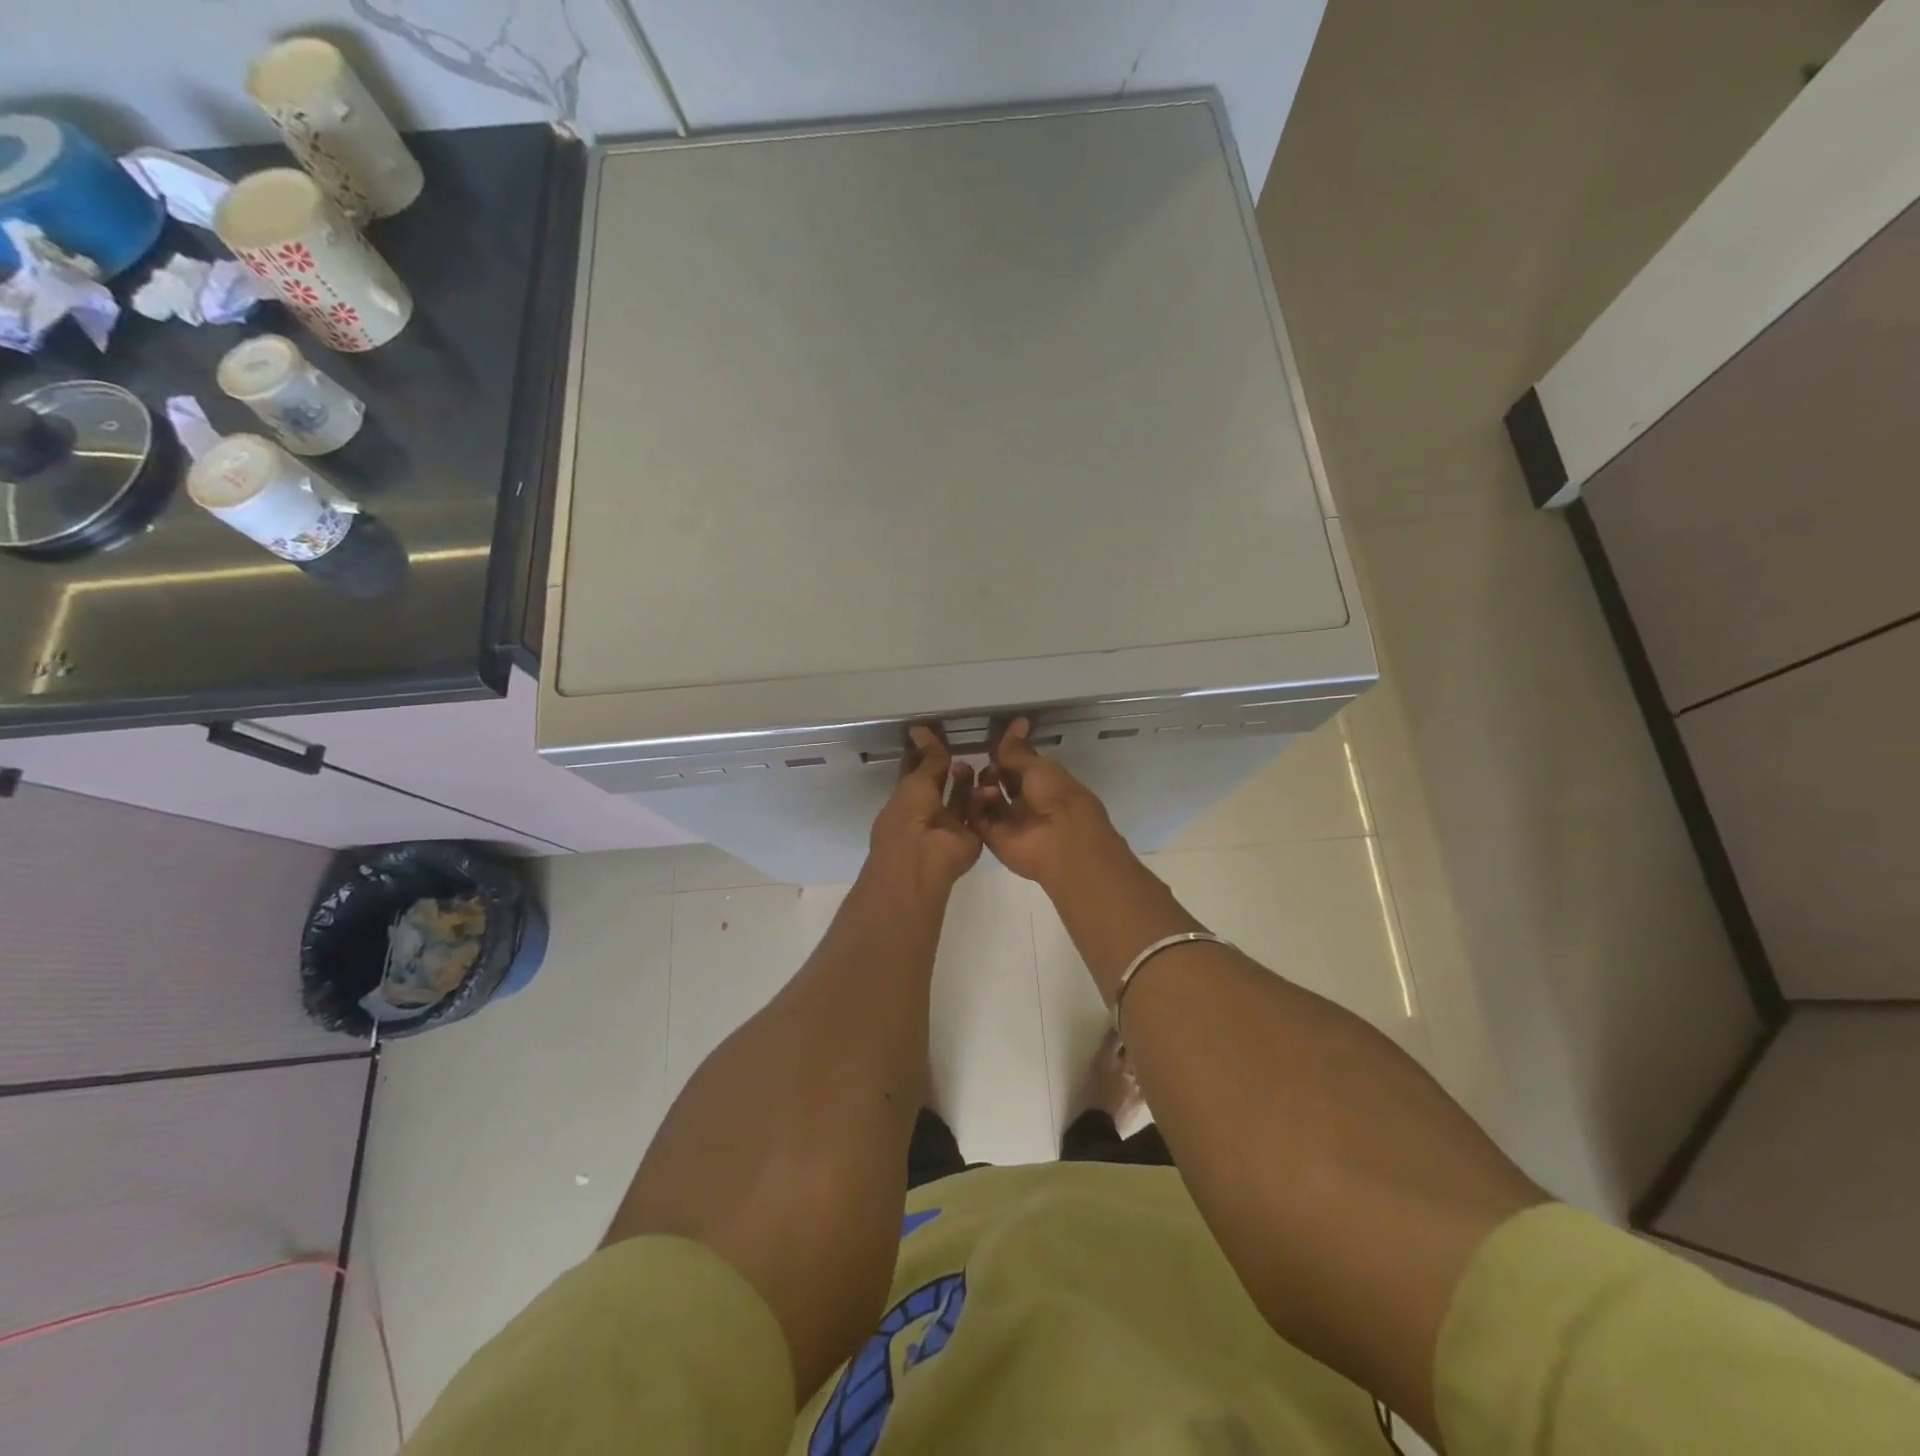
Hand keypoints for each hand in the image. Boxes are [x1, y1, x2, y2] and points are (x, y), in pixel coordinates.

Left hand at [867, 725, 981, 892]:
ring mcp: (947, 828)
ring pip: (960, 801)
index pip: (914, 773)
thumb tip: (920, 729)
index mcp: (904, 801)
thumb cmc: (908, 818)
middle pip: (939, 786)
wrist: (923, 860)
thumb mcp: (916, 782)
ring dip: (965, 783)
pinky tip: (988, 785)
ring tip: (971, 765)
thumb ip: (927, 759)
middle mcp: (925, 814)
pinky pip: (977, 816)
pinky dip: (982, 801)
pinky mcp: (969, 838)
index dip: (923, 755)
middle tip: (961, 747)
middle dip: (948, 768)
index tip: (933, 734)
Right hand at [970, 717, 1122, 885]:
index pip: (1019, 765)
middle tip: (981, 761)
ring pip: (987, 800)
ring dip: (981, 786)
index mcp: (1044, 784)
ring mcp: (1010, 822)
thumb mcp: (1039, 766)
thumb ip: (1019, 750)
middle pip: (1000, 783)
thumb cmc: (1058, 797)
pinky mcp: (994, 839)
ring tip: (980, 778)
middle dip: (990, 770)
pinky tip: (981, 794)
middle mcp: (1027, 802)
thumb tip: (1018, 720)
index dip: (1006, 752)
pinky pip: (978, 819)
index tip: (992, 739)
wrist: (1061, 841)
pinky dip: (976, 806)